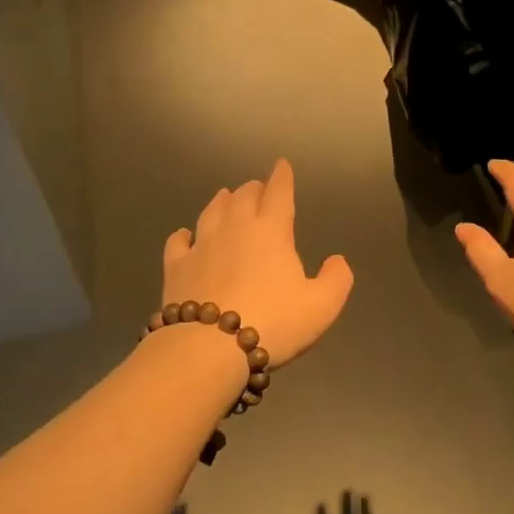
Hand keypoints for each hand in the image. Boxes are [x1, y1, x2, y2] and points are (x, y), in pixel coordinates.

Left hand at [162, 158, 353, 367]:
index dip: (282, 177)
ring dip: (221, 201)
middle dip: (253, 189)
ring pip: (211, 212)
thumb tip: (337, 260)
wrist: (209, 348)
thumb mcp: (322, 306)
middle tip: (258, 188)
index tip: (282, 165)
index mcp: (271, 231)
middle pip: (243, 197)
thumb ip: (336, 279)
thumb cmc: (274, 323)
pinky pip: (178, 242)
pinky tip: (185, 235)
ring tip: (225, 196)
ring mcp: (201, 246)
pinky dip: (184, 234)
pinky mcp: (176, 267)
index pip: (278, 193)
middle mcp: (234, 228)